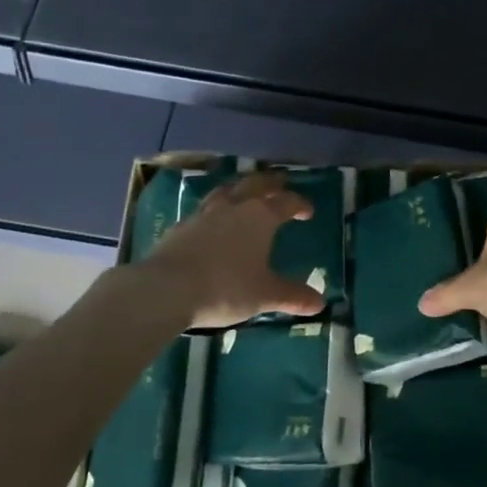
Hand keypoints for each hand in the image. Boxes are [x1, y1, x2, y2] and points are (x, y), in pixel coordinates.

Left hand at [138, 171, 325, 328]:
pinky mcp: (181, 225)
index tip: (308, 211)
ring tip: (245, 192)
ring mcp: (204, 213)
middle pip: (256, 184)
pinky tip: (213, 220)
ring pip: (227, 190)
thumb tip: (320, 303)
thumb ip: (292, 296)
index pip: (286, 202)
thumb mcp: (264, 295)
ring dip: (240, 188)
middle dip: (271, 183)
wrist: (167, 288)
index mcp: (260, 217)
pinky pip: (204, 208)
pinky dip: (215, 208)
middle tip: (280, 184)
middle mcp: (234, 207)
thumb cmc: (225, 288)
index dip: (300, 204)